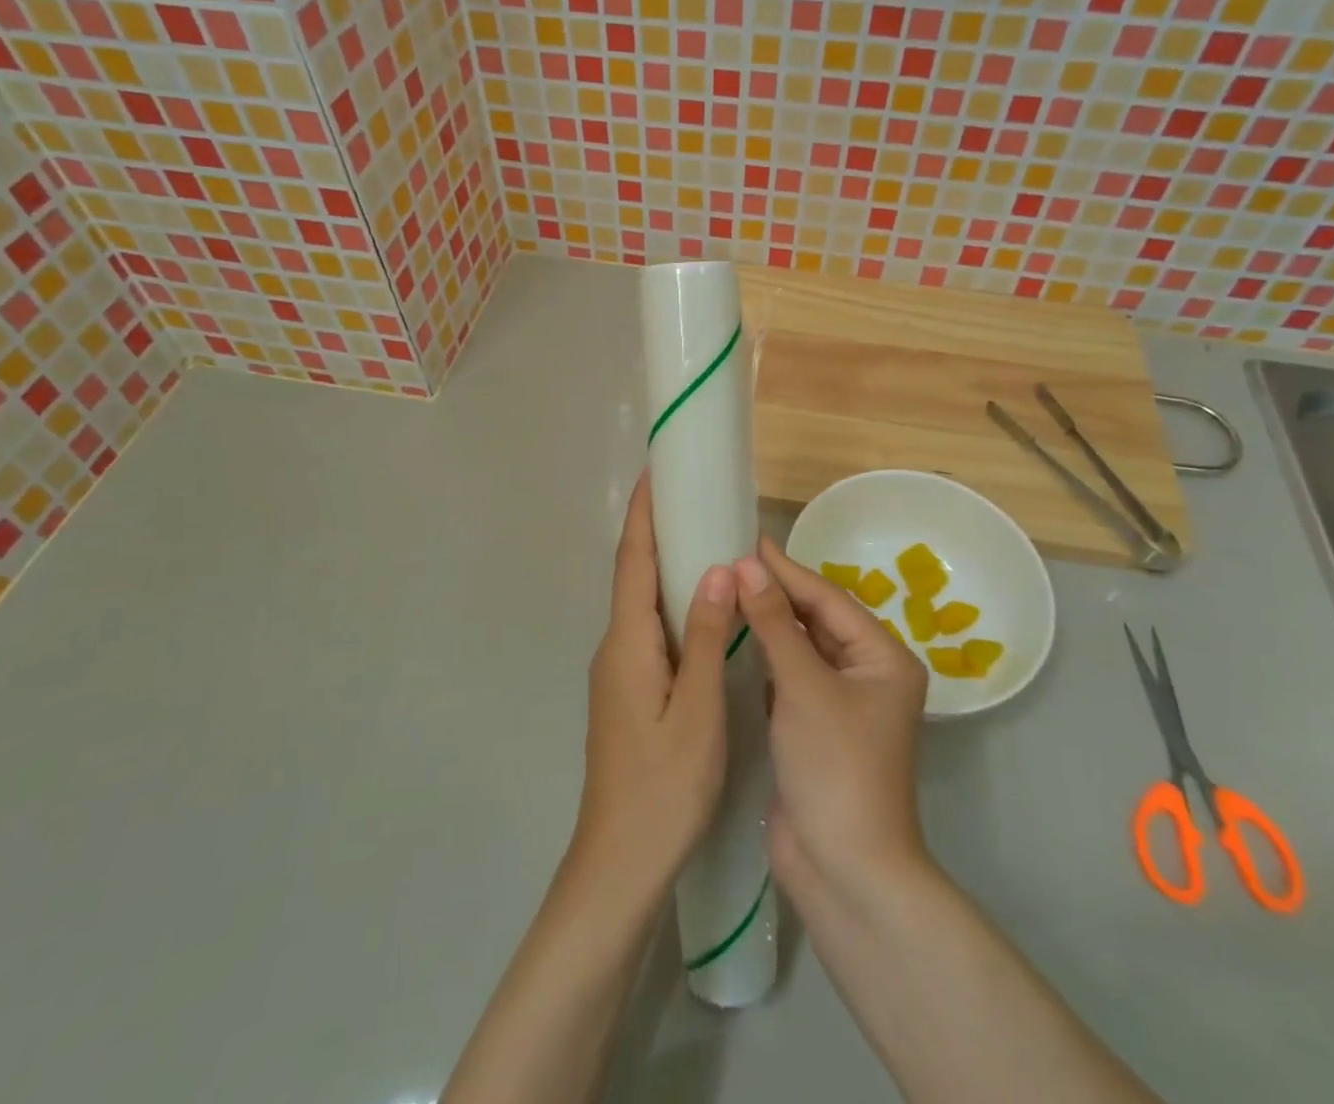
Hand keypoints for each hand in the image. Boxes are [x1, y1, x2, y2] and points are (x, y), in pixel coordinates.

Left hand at [572, 473, 736, 891]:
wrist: (619, 863)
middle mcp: (616, 648)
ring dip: (665, 566)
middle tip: (691, 495)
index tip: (655, 470)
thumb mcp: (697, 711)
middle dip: (656, 530)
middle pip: (635, 575)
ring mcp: (620, 672)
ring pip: (644, 604)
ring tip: (702, 537)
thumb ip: (708, 638)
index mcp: (628, 643)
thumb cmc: (663, 787)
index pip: (633, 561)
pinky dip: (673, 603)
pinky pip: (652, 630)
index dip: (643, 513)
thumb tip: (717, 569)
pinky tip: (703, 608)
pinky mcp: (630, 692)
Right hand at [735, 539, 929, 898]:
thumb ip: (773, 623)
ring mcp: (840, 702)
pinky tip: (734, 636)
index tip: (746, 539)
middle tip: (728, 559)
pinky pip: (789, 676)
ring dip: (766, 622)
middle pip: (815, 619)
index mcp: (882, 657)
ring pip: (800, 647)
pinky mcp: (814, 726)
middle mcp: (867, 673)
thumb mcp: (804, 686)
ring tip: (725, 587)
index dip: (785, 569)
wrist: (845, 871)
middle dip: (774, 592)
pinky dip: (763, 656)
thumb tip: (745, 565)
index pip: (827, 598)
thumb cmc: (835, 766)